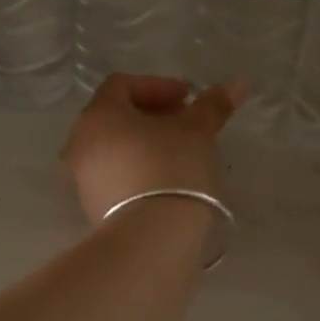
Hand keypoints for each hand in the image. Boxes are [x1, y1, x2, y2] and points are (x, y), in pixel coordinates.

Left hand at [60, 75, 243, 224]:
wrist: (153, 236)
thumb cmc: (172, 169)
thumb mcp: (197, 132)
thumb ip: (213, 105)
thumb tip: (238, 84)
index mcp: (98, 115)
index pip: (122, 85)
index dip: (158, 86)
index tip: (189, 99)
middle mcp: (81, 143)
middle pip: (115, 117)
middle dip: (151, 115)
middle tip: (185, 124)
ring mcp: (83, 178)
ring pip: (114, 148)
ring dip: (144, 143)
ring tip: (179, 153)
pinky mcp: (93, 207)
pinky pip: (115, 176)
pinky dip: (137, 169)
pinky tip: (165, 181)